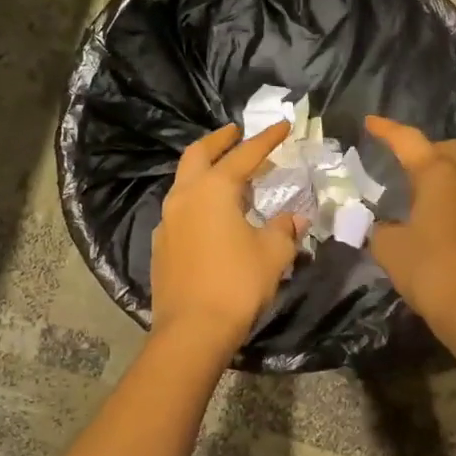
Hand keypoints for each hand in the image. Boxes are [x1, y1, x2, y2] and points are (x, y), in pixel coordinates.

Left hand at [151, 122, 303, 350]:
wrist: (193, 330)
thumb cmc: (237, 284)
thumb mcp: (273, 254)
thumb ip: (284, 230)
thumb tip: (294, 218)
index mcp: (214, 190)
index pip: (244, 155)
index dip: (266, 139)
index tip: (282, 125)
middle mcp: (185, 197)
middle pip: (198, 155)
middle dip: (219, 140)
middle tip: (236, 133)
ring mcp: (168, 221)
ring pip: (184, 181)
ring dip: (205, 170)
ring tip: (227, 175)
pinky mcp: (161, 245)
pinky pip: (179, 210)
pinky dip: (196, 200)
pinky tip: (211, 215)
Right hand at [364, 115, 455, 338]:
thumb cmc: (432, 270)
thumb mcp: (390, 249)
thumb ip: (382, 231)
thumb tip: (387, 229)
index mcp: (440, 175)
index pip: (409, 141)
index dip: (387, 130)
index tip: (370, 122)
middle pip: (447, 149)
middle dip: (423, 148)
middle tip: (400, 160)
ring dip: (443, 173)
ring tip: (419, 189)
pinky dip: (454, 197)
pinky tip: (439, 218)